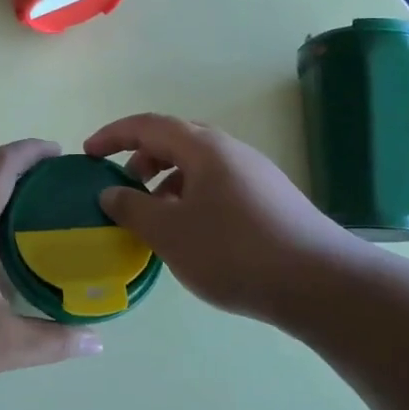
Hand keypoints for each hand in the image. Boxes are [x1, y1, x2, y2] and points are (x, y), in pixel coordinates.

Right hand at [84, 114, 361, 318]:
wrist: (320, 284)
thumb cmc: (234, 252)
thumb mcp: (170, 233)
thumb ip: (133, 208)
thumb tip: (111, 193)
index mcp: (204, 148)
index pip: (148, 125)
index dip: (113, 135)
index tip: (88, 154)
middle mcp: (231, 151)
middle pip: (175, 140)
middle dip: (142, 158)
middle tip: (123, 186)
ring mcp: (255, 174)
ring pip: (199, 165)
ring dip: (167, 181)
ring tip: (155, 216)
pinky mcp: (271, 200)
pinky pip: (218, 185)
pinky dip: (192, 197)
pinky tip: (192, 234)